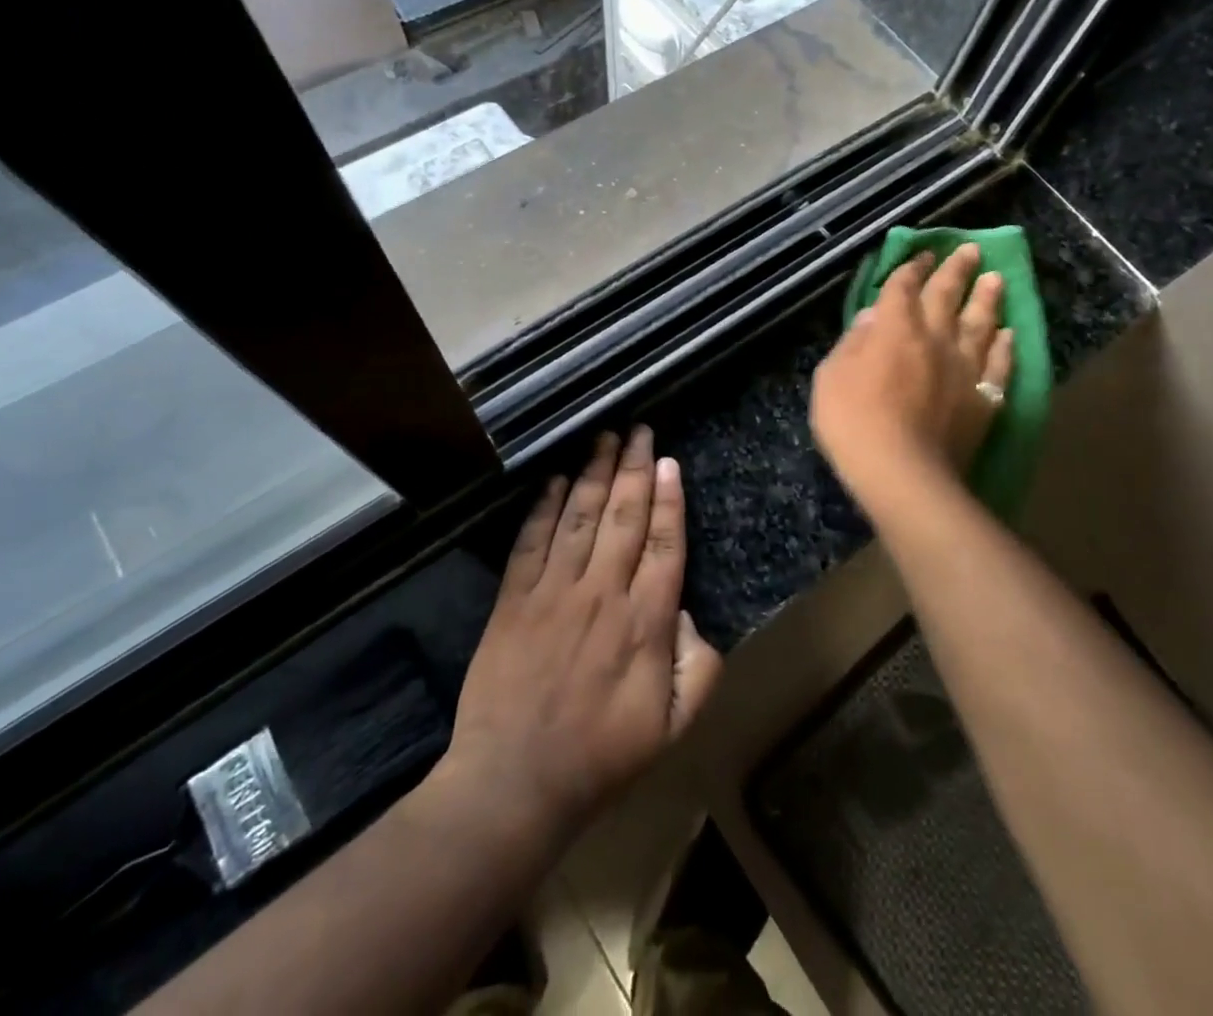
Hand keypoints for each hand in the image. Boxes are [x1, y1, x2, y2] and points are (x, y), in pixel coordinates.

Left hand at [444, 428, 722, 839]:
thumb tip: (691, 616)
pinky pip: (532, 540)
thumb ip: (698, 669)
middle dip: (634, 468)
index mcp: (644, 621)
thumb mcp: (671, 727)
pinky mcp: (514, 598)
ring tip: (606, 438)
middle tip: (641, 431)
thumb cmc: (601, 756)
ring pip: (580, 517)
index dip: (668, 499)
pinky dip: (546, 506)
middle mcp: (601, 592)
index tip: (669, 463)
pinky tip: (558, 479)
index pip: (663, 543)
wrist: (515, 782)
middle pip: (624, 516)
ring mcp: (553, 591)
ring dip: (595, 473)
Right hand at [811, 243, 1013, 506]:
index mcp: (894, 328)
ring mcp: (964, 367)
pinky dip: (1005, 347)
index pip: (904, 287)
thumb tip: (871, 318)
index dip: (912, 268)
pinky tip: (1009, 334)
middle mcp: (934, 337)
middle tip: (971, 250)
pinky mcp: (984, 398)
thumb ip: (852, 343)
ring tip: (997, 279)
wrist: (902, 472)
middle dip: (957, 270)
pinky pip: (999, 365)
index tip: (923, 255)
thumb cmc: (852, 421)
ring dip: (988, 299)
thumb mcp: (831, 376)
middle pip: (948, 295)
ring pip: (981, 323)